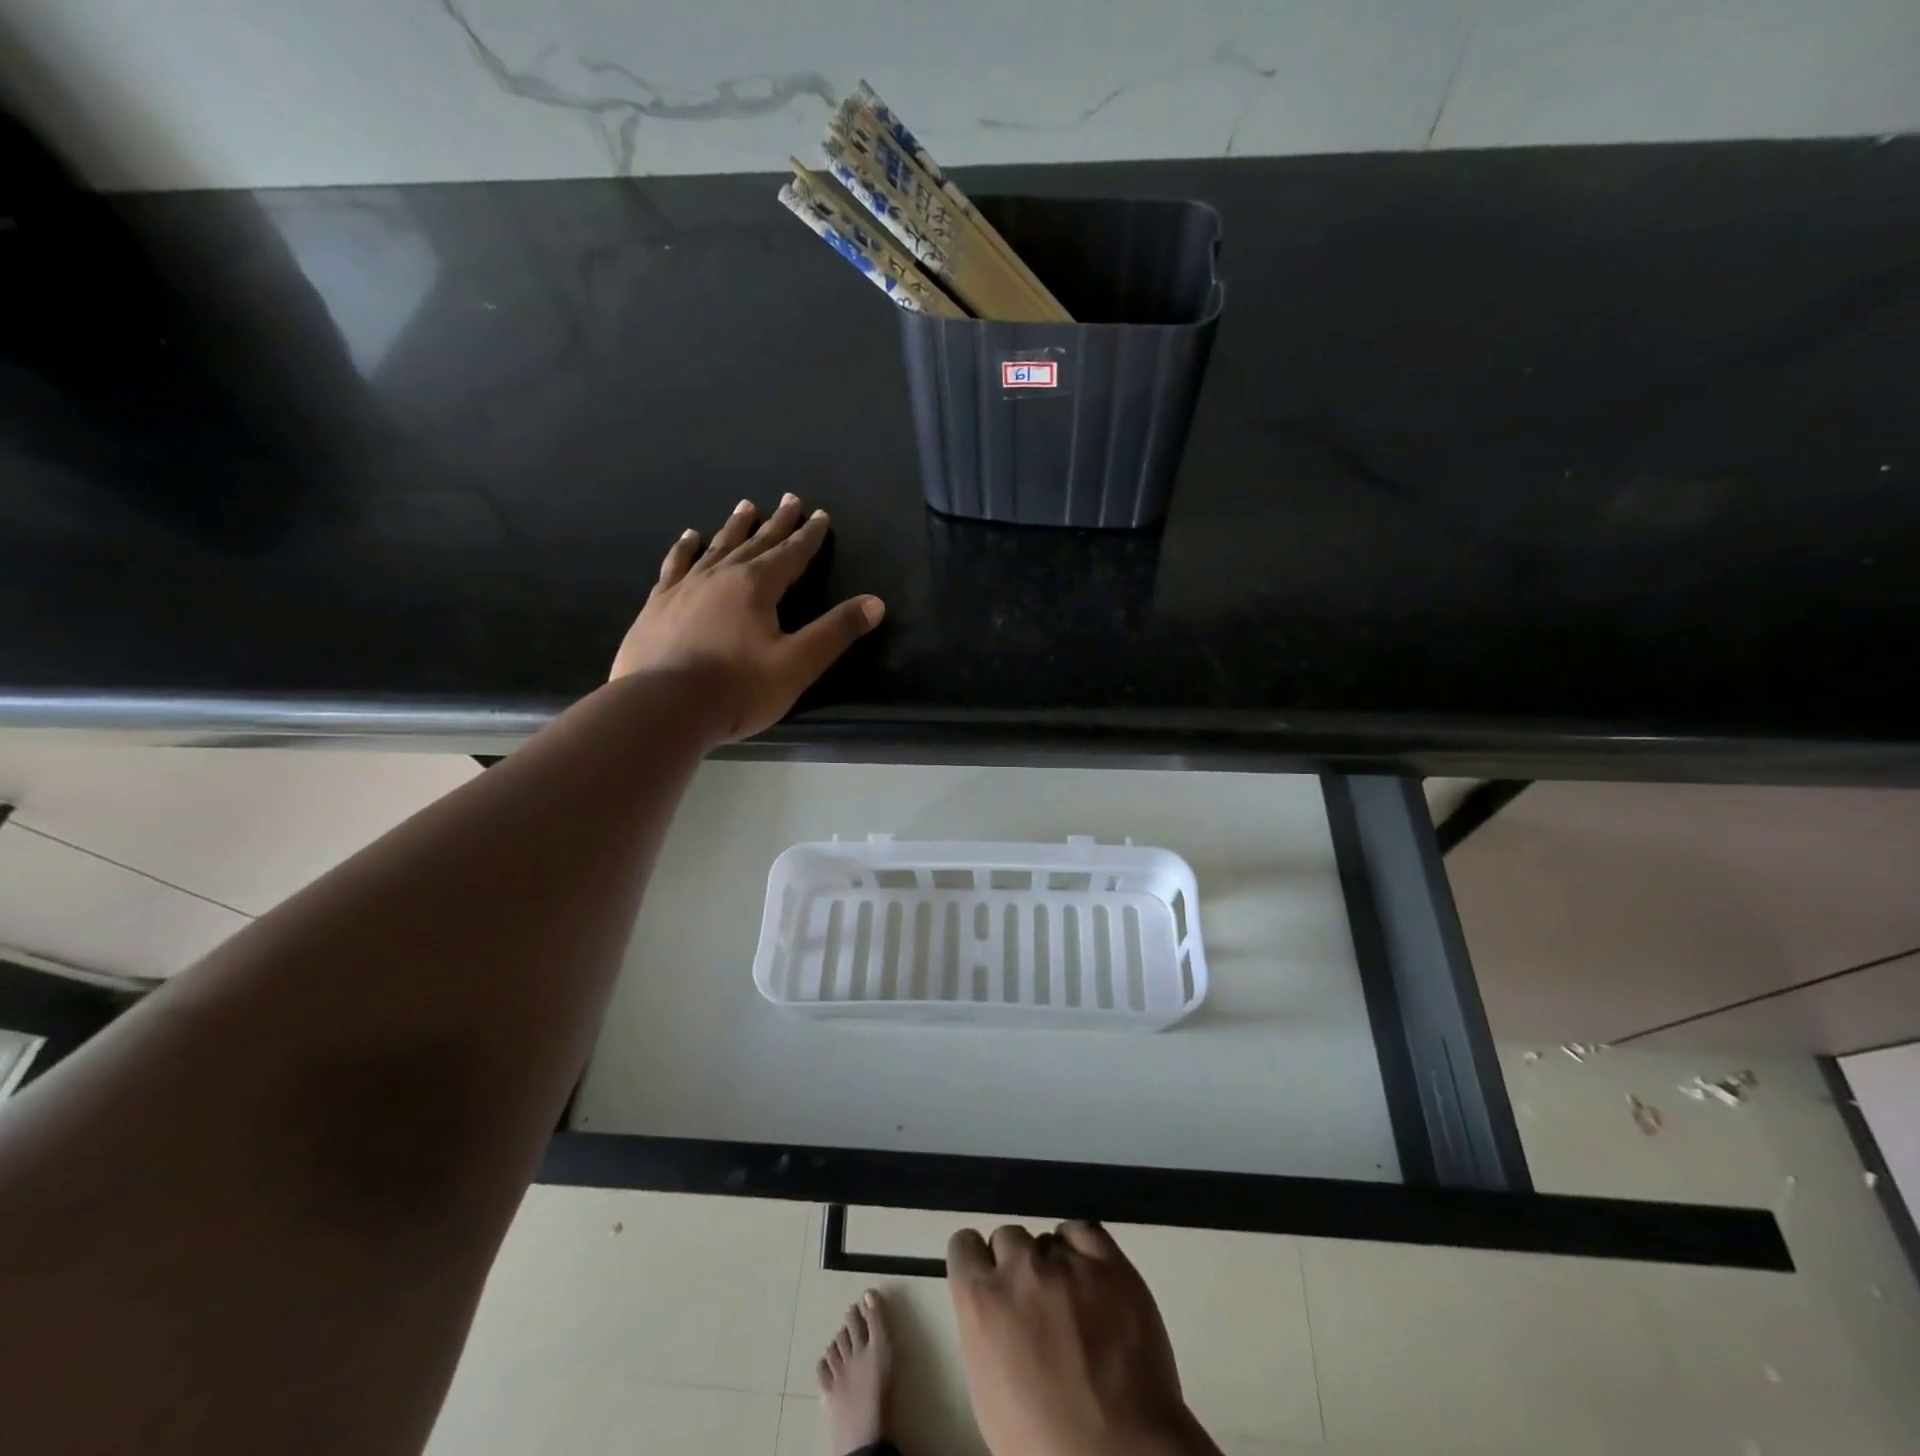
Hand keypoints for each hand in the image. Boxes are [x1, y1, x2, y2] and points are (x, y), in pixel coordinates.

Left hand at [610, 495, 883, 742]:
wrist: (663, 707)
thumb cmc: (738, 689)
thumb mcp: (798, 664)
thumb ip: (836, 632)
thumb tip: (875, 603)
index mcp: (756, 586)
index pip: (791, 554)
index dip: (809, 536)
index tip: (819, 515)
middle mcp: (720, 575)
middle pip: (755, 543)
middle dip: (776, 523)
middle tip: (789, 499)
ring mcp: (685, 587)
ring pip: (716, 547)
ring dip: (734, 528)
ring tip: (745, 507)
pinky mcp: (658, 604)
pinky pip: (675, 565)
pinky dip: (685, 549)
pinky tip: (689, 538)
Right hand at [947, 1222, 1215, 1455]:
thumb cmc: (1043, 1444)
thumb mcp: (988, 1393)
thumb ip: (985, 1331)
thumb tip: (995, 1309)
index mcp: (981, 1301)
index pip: (964, 1245)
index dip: (976, 1262)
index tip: (988, 1280)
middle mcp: (1019, 1268)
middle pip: (1008, 1237)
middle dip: (1016, 1264)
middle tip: (1033, 1301)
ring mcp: (1067, 1262)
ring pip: (1047, 1238)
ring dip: (1052, 1262)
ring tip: (1070, 1299)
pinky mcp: (1110, 1262)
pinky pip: (1086, 1231)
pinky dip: (1083, 1248)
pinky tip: (1089, 1275)